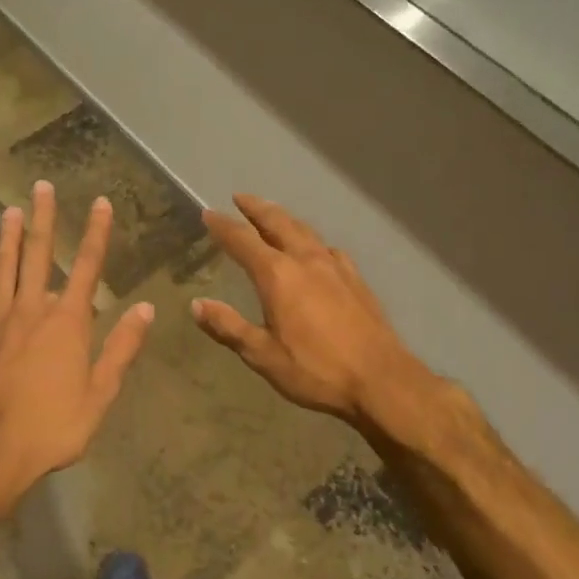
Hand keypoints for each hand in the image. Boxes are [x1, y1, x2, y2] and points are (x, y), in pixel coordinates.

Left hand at [0, 180, 154, 492]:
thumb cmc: (52, 426)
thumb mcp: (100, 393)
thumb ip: (121, 348)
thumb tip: (146, 308)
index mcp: (67, 323)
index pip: (88, 267)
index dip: (97, 234)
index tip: (101, 203)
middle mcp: (32, 312)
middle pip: (38, 256)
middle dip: (43, 219)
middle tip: (40, 186)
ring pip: (5, 271)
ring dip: (9, 239)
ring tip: (10, 211)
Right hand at [193, 194, 428, 425]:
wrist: (381, 380)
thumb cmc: (316, 370)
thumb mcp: (262, 355)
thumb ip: (228, 326)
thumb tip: (196, 305)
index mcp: (278, 276)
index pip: (243, 241)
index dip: (223, 226)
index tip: (208, 213)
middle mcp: (306, 261)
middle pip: (278, 223)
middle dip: (256, 208)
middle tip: (240, 198)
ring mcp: (335, 267)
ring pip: (305, 231)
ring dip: (284, 218)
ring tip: (273, 214)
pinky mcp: (356, 280)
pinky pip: (328, 248)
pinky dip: (312, 240)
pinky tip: (316, 250)